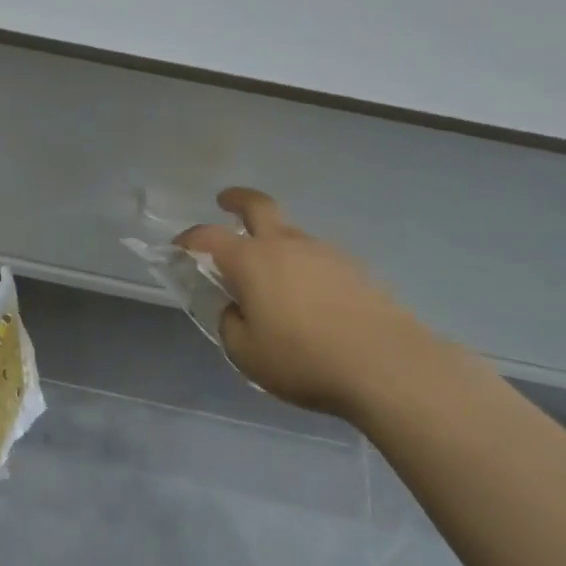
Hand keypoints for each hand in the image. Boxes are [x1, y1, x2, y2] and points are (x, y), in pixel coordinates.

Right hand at [176, 188, 449, 424]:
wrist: (386, 365)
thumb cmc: (303, 359)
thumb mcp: (246, 353)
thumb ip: (230, 324)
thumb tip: (234, 308)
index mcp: (251, 260)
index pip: (209, 236)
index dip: (190, 238)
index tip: (179, 245)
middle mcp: (286, 245)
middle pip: (259, 206)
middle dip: (237, 199)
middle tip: (225, 202)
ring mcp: (325, 252)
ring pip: (291, 233)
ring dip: (274, 239)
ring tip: (270, 272)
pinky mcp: (355, 269)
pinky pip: (318, 257)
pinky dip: (303, 264)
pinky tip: (308, 296)